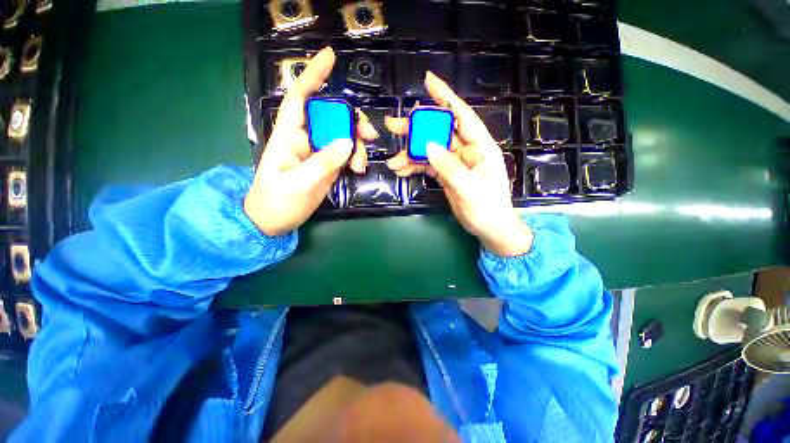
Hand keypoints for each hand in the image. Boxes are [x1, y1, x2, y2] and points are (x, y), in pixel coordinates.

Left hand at [244, 47, 378, 235]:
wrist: (274, 221)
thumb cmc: (276, 201)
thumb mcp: (298, 183)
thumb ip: (323, 163)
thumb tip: (348, 142)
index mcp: (289, 136)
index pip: (300, 98)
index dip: (313, 76)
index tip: (330, 57)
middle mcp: (306, 139)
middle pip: (332, 117)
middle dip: (352, 120)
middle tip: (369, 135)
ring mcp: (319, 153)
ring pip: (343, 136)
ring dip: (358, 145)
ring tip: (362, 164)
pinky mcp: (328, 166)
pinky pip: (346, 154)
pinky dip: (356, 158)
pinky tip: (359, 169)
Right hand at [386, 72, 531, 256]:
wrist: (489, 229)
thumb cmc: (488, 208)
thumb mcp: (470, 188)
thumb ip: (449, 167)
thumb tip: (428, 146)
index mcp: (480, 146)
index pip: (461, 115)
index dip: (445, 97)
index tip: (428, 81)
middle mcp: (466, 150)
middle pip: (439, 132)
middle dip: (416, 128)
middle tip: (392, 125)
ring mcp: (454, 162)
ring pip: (429, 150)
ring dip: (410, 154)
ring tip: (393, 161)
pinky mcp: (446, 174)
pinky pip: (427, 166)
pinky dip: (414, 167)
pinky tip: (401, 171)